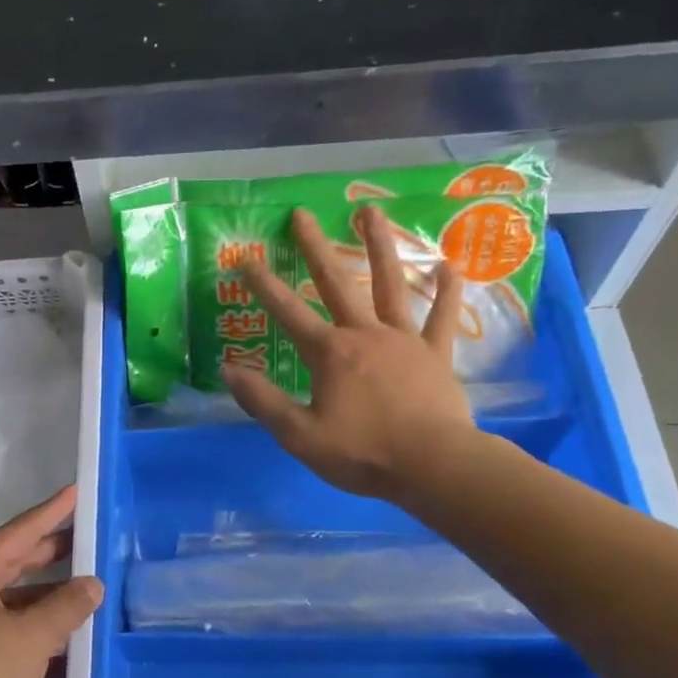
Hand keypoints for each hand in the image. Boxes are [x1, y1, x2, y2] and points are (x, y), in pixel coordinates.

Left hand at [0, 486, 102, 677]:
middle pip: (13, 563)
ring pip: (10, 602)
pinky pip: (4, 634)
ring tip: (85, 593)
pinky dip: (32, 634)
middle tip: (88, 540)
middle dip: (51, 553)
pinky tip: (63, 644)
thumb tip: (91, 585)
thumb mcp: (31, 638)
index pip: (20, 531)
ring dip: (45, 599)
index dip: (52, 512)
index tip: (77, 492)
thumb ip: (66, 607)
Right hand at [222, 205, 479, 502]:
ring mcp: (403, 340)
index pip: (288, 312)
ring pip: (389, 285)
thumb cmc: (362, 453)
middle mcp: (364, 334)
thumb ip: (263, 401)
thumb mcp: (299, 435)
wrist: (432, 466)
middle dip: (315, 248)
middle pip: (335, 283)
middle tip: (301, 214)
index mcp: (329, 353)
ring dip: (378, 247)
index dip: (264, 286)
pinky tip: (449, 266)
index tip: (246, 258)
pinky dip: (446, 292)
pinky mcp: (435, 354)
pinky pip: (442, 317)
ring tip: (370, 212)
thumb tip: (228, 369)